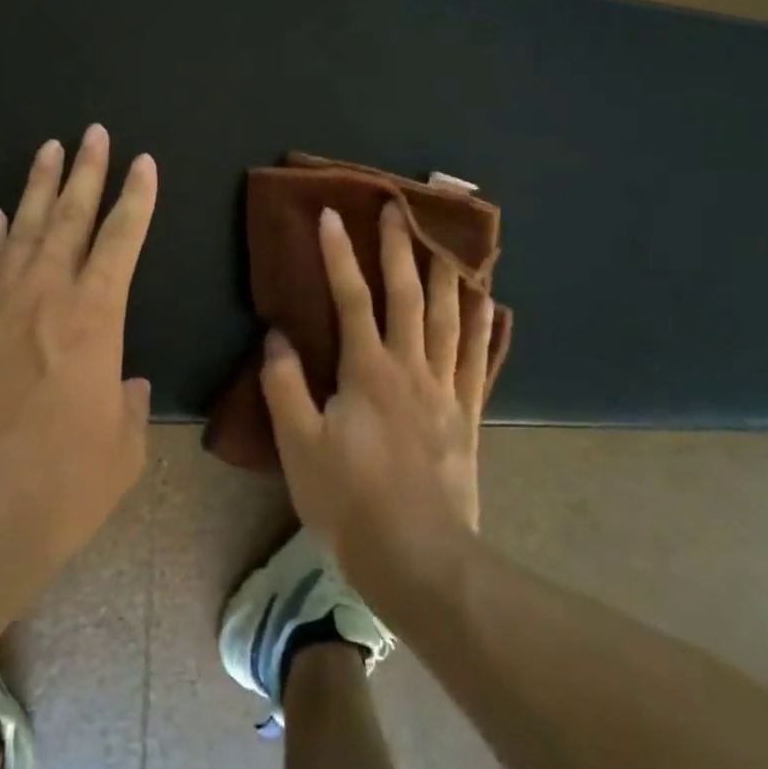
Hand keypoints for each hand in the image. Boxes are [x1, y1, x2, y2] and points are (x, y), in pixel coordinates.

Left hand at [0, 125, 155, 610]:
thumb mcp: (121, 452)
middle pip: (69, 218)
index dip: (136, 198)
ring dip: (38, 188)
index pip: (122, 240)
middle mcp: (45, 297)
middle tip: (93, 133)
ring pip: (22, 231)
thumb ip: (129, 406)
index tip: (143, 162)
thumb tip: (124, 383)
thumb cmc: (58, 489)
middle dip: (86, 171)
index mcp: (95, 319)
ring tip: (48, 149)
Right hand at [260, 202, 493, 606]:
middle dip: (400, 248)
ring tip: (449, 239)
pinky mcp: (467, 416)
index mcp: (367, 370)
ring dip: (446, 274)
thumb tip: (277, 335)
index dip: (338, 254)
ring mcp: (445, 390)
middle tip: (398, 208)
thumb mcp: (298, 446)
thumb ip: (284, 386)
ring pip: (448, 318)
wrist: (419, 560)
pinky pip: (478, 360)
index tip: (331, 215)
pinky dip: (484, 327)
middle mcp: (410, 368)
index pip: (350, 298)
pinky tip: (490, 304)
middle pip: (407, 295)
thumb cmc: (350, 501)